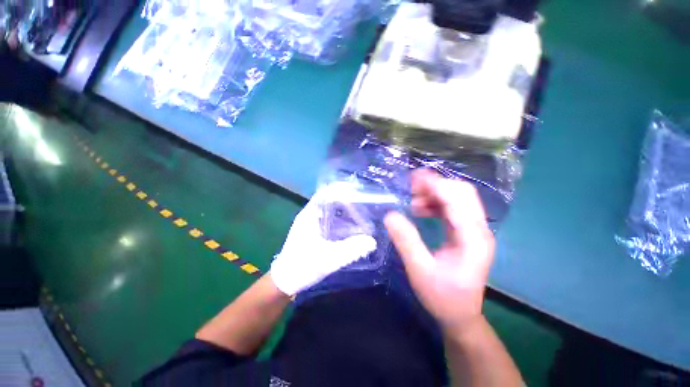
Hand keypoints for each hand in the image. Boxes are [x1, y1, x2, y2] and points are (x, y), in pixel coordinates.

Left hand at [271, 188, 376, 295]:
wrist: (285, 282)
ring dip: (345, 211)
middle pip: (330, 200)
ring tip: (362, 214)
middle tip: (364, 204)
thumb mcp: (328, 258)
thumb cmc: (302, 267)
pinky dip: (342, 221)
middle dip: (347, 200)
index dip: (342, 189)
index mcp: (309, 215)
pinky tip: (352, 228)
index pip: (326, 193)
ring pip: (331, 210)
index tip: (358, 191)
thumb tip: (372, 241)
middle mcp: (310, 215)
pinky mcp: (314, 232)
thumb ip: (351, 250)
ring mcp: (311, 223)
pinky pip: (330, 220)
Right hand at [384, 170, 494, 330]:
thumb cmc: (442, 297)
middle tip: (412, 187)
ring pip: (458, 198)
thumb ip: (406, 241)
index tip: (413, 180)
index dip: (436, 186)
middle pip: (462, 193)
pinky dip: (436, 203)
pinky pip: (452, 208)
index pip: (458, 200)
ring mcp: (474, 230)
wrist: (460, 315)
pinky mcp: (466, 232)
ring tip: (413, 200)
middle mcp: (478, 230)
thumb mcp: (419, 270)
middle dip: (436, 185)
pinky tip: (421, 209)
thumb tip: (390, 215)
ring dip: (435, 193)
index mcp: (473, 238)